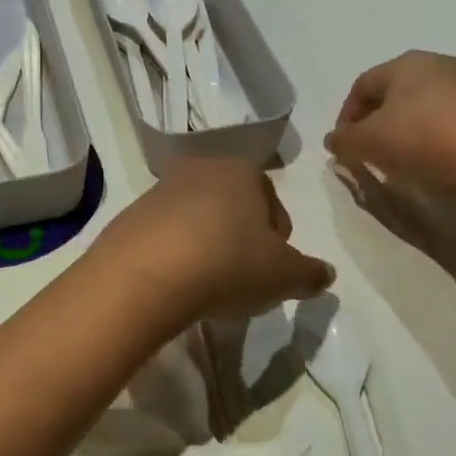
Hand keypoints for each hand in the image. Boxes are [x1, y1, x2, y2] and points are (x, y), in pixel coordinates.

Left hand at [96, 159, 333, 320]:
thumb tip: (325, 274)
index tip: (271, 270)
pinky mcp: (130, 216)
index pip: (272, 202)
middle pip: (232, 208)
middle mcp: (199, 170)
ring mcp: (159, 190)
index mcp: (242, 172)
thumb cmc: (228, 264)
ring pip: (196, 220)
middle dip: (240, 239)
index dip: (278, 239)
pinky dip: (174, 255)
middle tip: (240, 278)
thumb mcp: (283, 275)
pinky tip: (174, 283)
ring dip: (205, 246)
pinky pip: (164, 236)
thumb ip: (310, 273)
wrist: (145, 275)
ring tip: (205, 285)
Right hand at [325, 51, 455, 191]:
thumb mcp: (368, 141)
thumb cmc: (421, 136)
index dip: (346, 114)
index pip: (362, 84)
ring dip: (406, 129)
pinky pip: (449, 119)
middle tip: (369, 149)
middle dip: (376, 121)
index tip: (344, 143)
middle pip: (394, 92)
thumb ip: (345, 140)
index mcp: (403, 64)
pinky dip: (433, 136)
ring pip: (423, 105)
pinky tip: (433, 159)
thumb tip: (333, 139)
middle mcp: (436, 64)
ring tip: (400, 159)